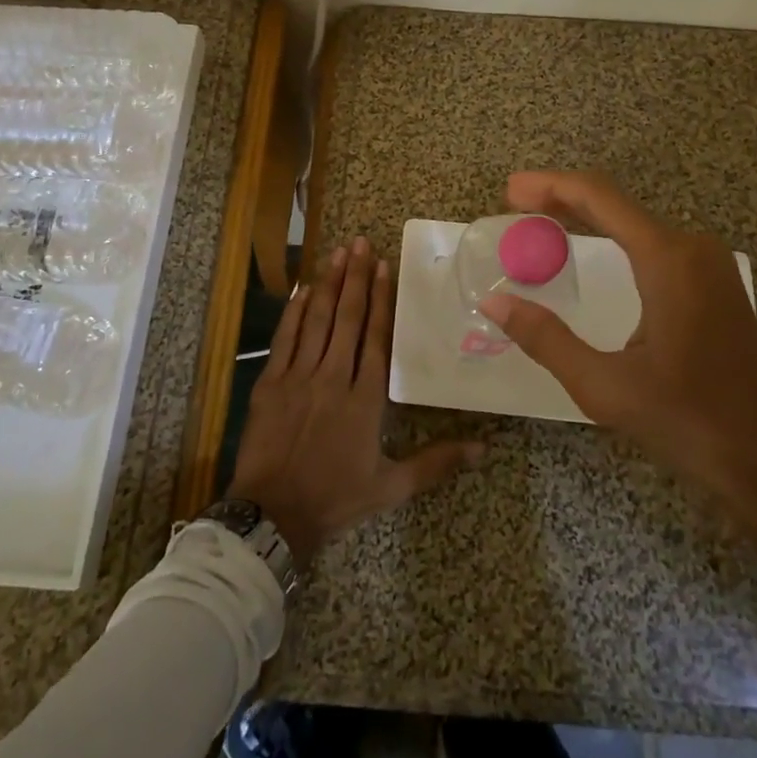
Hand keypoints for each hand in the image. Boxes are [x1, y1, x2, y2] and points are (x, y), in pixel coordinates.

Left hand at [228, 237, 483, 564]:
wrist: (274, 515)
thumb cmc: (336, 498)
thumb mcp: (392, 486)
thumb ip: (437, 462)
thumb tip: (485, 447)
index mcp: (366, 398)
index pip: (377, 336)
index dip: (381, 299)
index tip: (383, 266)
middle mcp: (334, 377)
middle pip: (348, 318)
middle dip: (355, 277)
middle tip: (360, 243)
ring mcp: (299, 376)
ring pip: (317, 320)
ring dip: (329, 284)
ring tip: (338, 253)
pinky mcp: (271, 382)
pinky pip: (285, 337)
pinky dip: (294, 311)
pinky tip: (303, 288)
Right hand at [479, 171, 756, 559]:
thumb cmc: (691, 422)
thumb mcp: (606, 387)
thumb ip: (546, 339)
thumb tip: (495, 303)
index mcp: (668, 259)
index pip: (599, 197)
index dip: (550, 186)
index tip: (511, 190)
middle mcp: (692, 248)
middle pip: (616, 204)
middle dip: (562, 198)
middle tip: (515, 205)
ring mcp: (709, 265)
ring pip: (635, 223)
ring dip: (587, 218)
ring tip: (541, 224)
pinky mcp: (715, 285)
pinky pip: (654, 244)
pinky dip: (613, 239)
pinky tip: (589, 252)